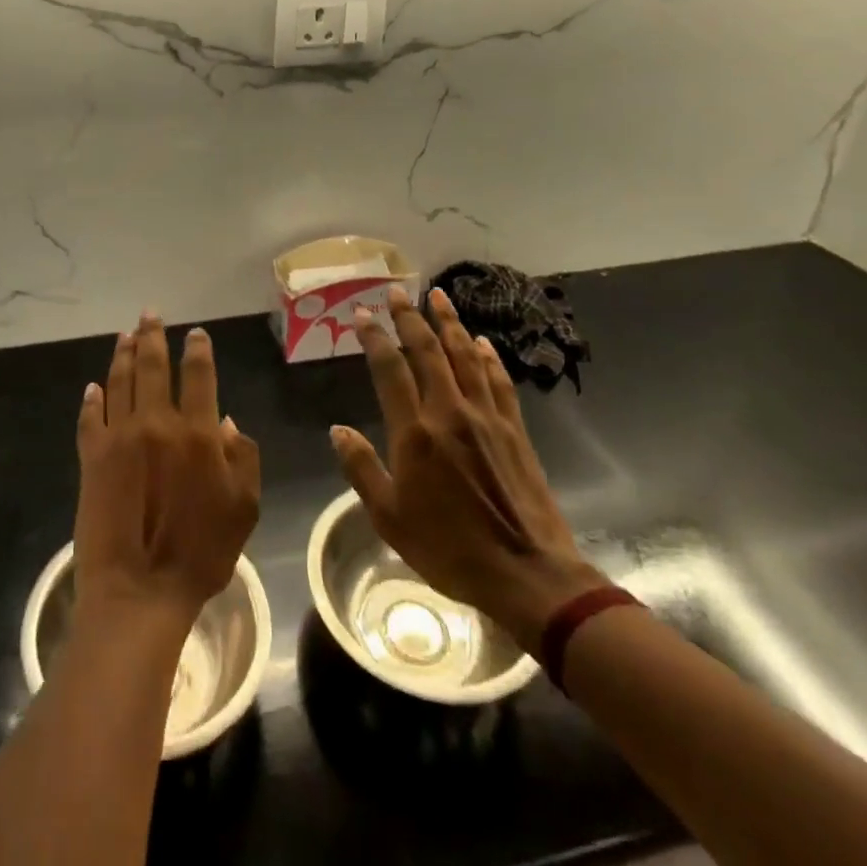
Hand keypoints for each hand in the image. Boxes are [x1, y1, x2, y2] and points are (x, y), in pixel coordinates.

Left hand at [74, 314, 260, 627]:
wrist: (139, 590)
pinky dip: (93, 398)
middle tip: (149, 314)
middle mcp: (156, 422)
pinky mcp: (91, 457)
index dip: (197, 349)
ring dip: (122, 354)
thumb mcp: (244, 508)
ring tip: (125, 335)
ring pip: (120, 381)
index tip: (195, 333)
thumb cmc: (201, 553)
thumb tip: (225, 421)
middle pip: (152, 366)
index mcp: (197, 433)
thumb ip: (242, 458)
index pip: (198, 375)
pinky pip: (91, 417)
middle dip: (152, 335)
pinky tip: (94, 386)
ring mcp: (119, 437)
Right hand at [333, 286, 607, 653]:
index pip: (390, 370)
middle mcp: (450, 412)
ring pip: (465, 356)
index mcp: (416, 433)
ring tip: (439, 295)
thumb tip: (338, 430)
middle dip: (410, 317)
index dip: (374, 338)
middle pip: (428, 351)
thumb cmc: (450, 549)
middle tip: (397, 291)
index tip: (361, 315)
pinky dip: (488, 356)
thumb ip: (362, 469)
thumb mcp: (390, 518)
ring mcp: (486, 417)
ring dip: (450, 323)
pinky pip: (498, 380)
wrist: (528, 574)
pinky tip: (482, 342)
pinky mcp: (514, 429)